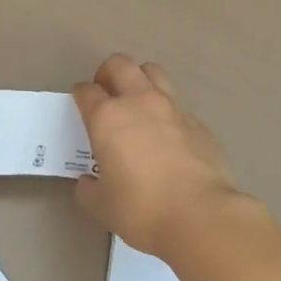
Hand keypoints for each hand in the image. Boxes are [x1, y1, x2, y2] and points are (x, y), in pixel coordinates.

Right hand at [71, 54, 245, 257]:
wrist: (200, 216)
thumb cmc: (141, 209)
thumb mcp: (102, 206)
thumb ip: (89, 189)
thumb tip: (87, 182)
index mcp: (108, 118)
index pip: (86, 91)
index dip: (81, 96)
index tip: (81, 106)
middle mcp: (139, 102)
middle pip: (120, 64)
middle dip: (108, 73)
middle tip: (107, 94)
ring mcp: (172, 108)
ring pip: (153, 72)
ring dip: (141, 80)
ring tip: (138, 104)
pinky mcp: (198, 122)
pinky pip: (178, 106)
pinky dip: (167, 113)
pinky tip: (169, 138)